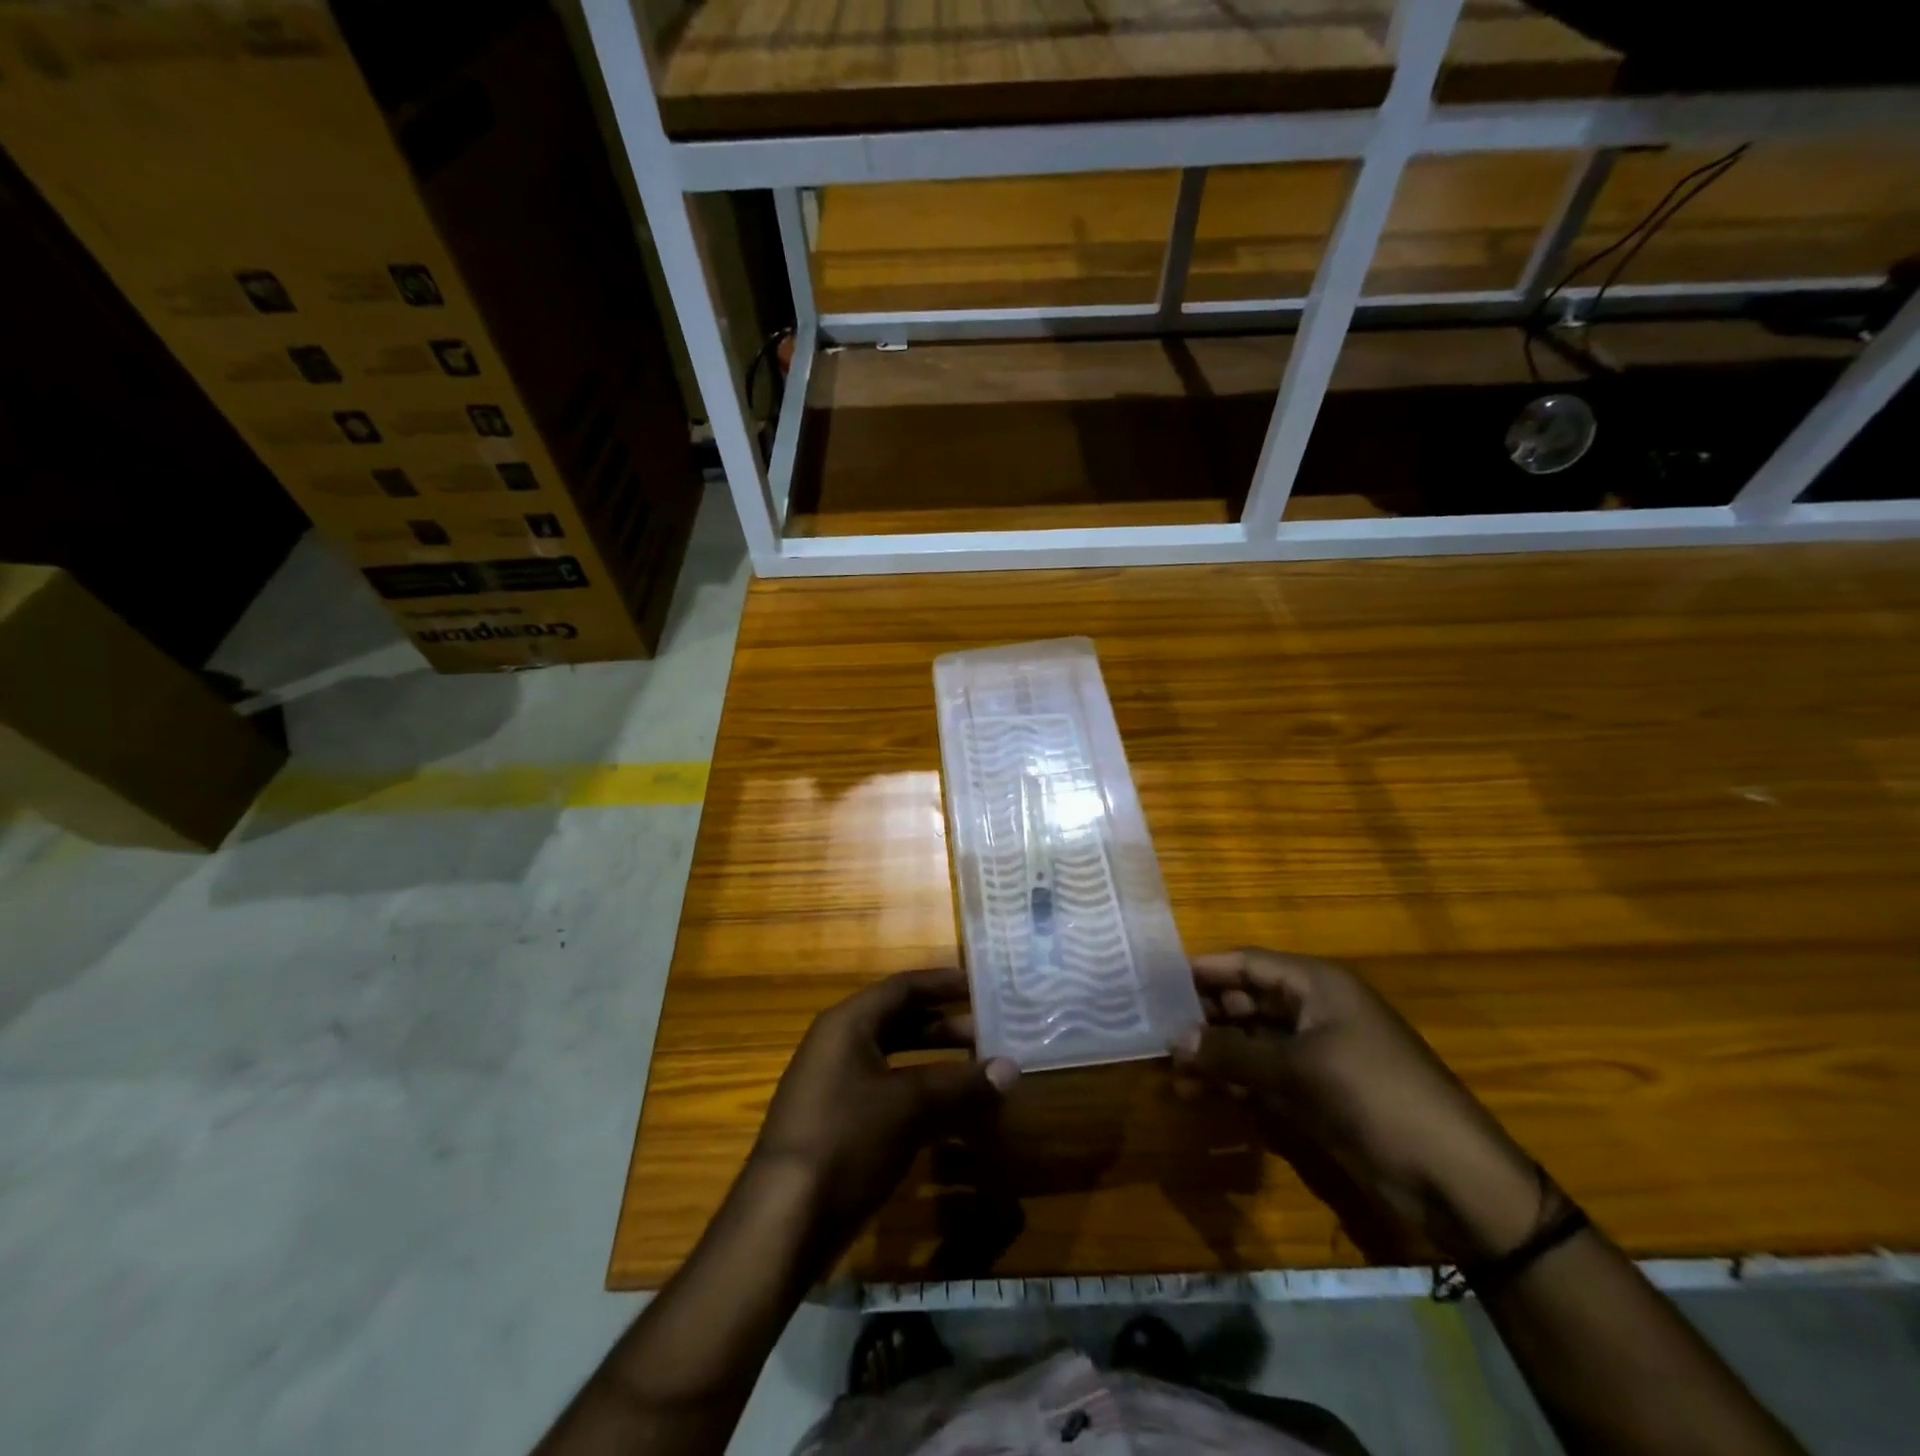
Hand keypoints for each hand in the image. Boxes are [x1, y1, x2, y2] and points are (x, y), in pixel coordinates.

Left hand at [752, 968, 1019, 1252]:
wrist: (783, 1220)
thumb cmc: (847, 1139)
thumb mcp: (909, 1106)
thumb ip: (960, 1083)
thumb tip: (1011, 1067)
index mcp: (848, 1024)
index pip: (902, 988)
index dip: (942, 984)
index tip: (980, 986)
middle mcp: (838, 1046)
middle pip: (899, 1023)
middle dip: (944, 1028)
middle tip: (988, 1033)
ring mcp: (834, 1087)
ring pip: (894, 1062)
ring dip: (935, 1065)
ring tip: (978, 1072)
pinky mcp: (836, 1125)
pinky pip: (886, 1095)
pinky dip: (919, 1097)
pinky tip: (951, 1116)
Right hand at [1170, 949, 1542, 1262]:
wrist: (1453, 1178)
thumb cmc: (1376, 1097)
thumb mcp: (1299, 1070)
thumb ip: (1232, 1054)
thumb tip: (1173, 1040)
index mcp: (1316, 985)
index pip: (1246, 963)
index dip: (1203, 970)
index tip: (1155, 982)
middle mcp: (1312, 1010)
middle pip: (1245, 1001)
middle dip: (1203, 1017)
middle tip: (1157, 1035)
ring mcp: (1315, 1052)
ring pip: (1250, 1041)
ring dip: (1214, 1054)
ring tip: (1173, 1074)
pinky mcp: (1317, 1092)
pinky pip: (1264, 1075)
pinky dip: (1235, 1081)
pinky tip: (1203, 1095)